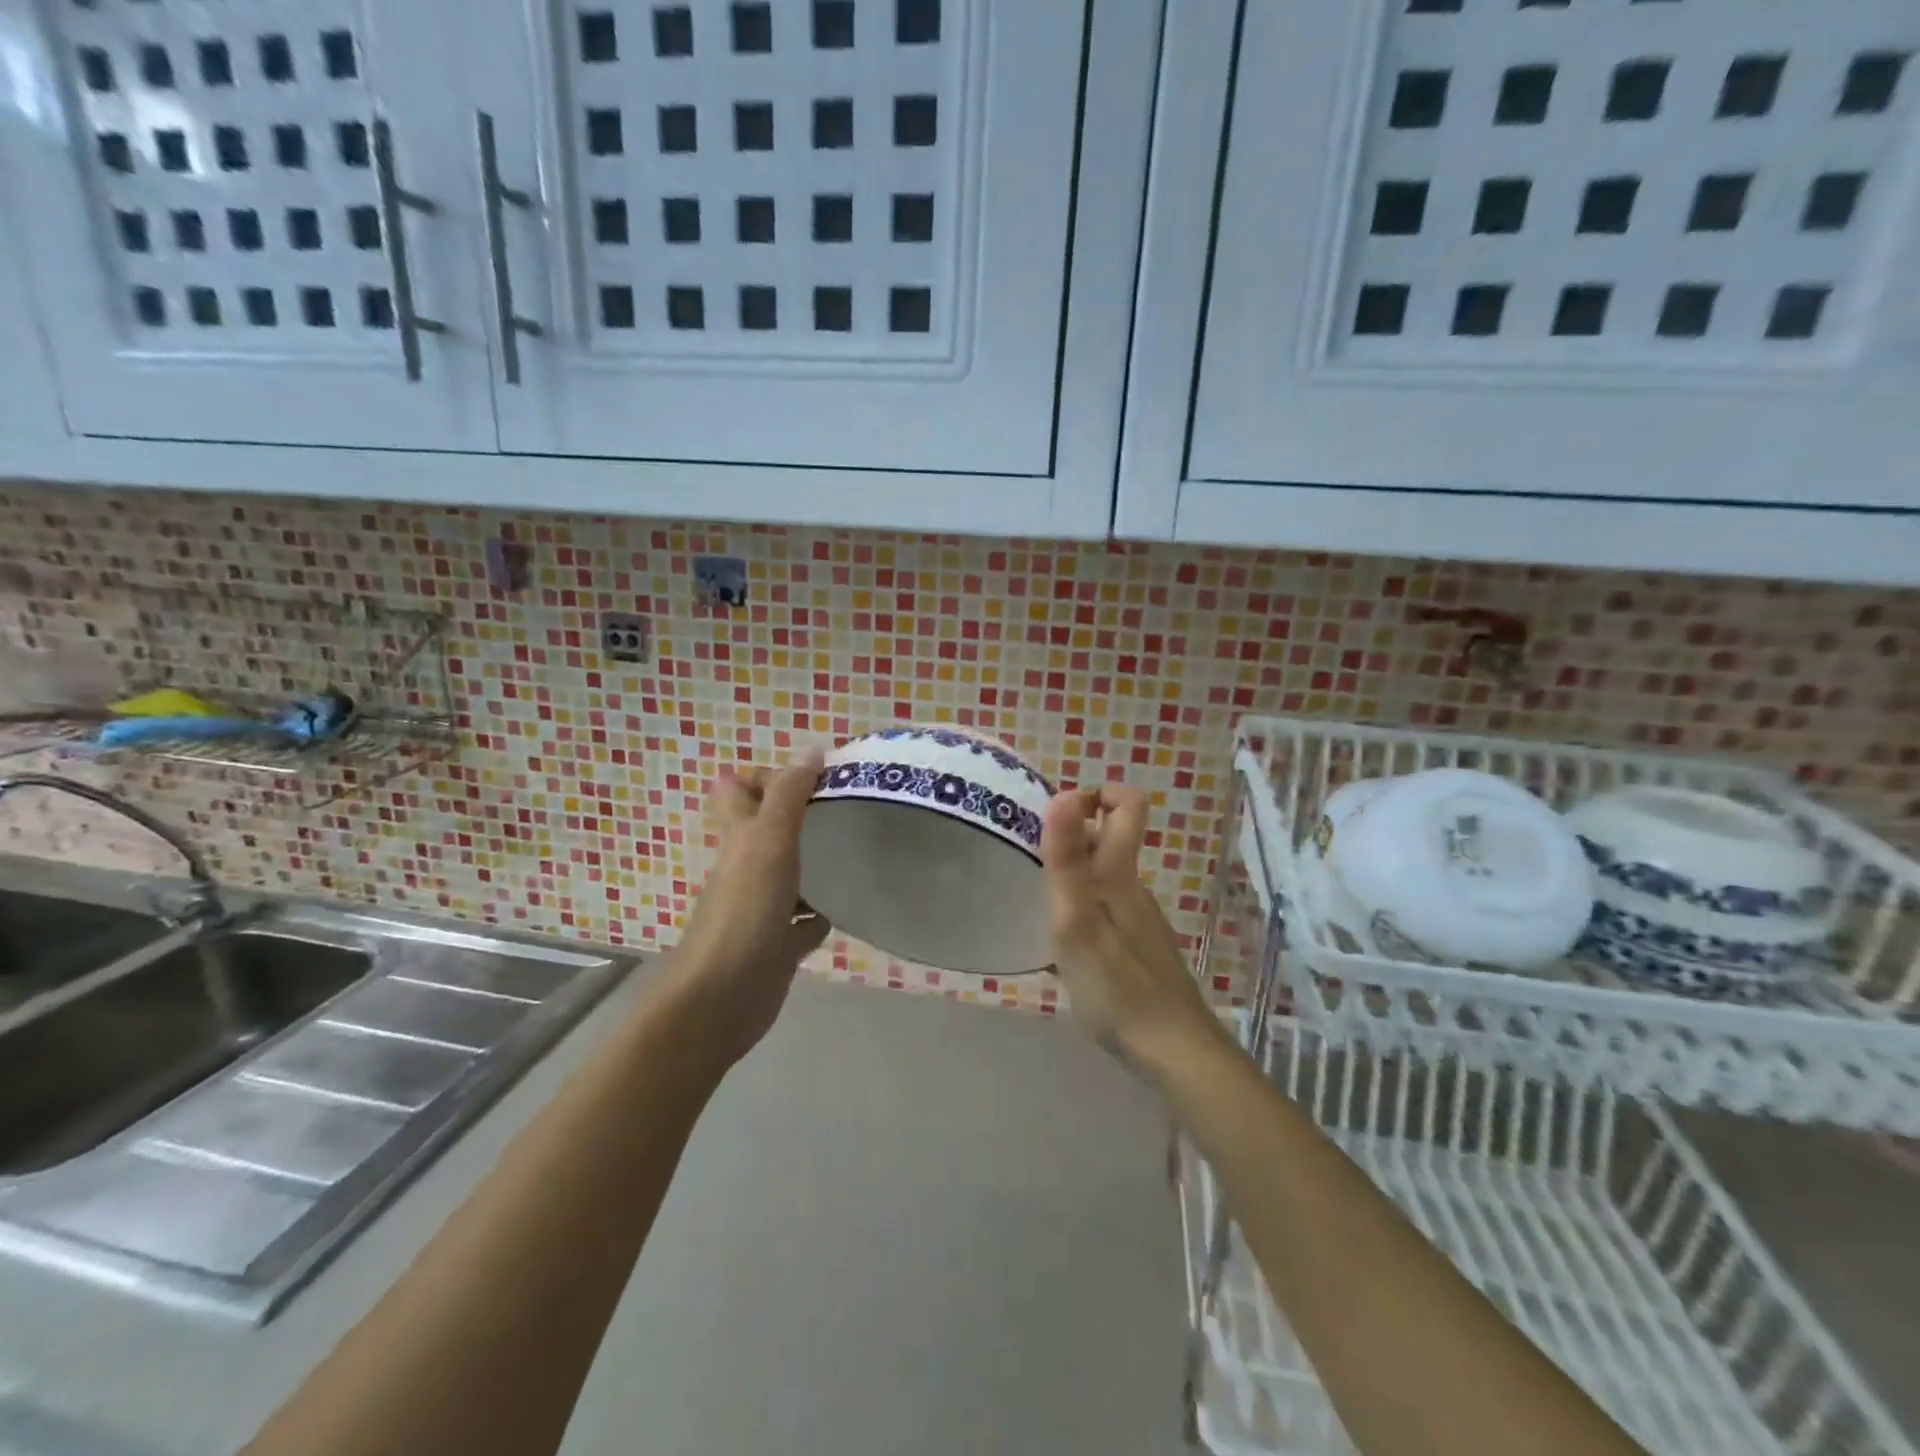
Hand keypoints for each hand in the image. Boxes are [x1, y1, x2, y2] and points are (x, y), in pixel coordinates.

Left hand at [665, 750, 831, 1066]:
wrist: (723, 998)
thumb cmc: (744, 910)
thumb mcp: (768, 841)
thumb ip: (789, 795)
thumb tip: (813, 748)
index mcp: (739, 838)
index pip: (737, 791)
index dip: (764, 776)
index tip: (811, 776)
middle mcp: (747, 868)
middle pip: (767, 830)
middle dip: (800, 816)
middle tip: (844, 808)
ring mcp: (762, 907)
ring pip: (790, 875)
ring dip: (816, 863)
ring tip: (857, 848)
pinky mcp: (779, 944)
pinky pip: (805, 922)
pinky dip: (822, 913)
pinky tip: (848, 906)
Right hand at [1042, 785, 1227, 1070]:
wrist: (1175, 1052)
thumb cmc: (1118, 986)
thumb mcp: (1077, 921)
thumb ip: (1067, 859)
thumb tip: (1064, 793)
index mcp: (1120, 875)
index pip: (1127, 806)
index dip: (1095, 794)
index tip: (1057, 815)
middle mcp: (1134, 889)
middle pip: (1108, 842)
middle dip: (1069, 840)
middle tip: (1030, 870)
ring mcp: (1140, 921)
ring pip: (1104, 880)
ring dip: (1071, 881)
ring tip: (1038, 912)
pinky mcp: (1140, 950)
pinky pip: (1106, 912)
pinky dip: (1082, 914)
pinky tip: (1065, 951)